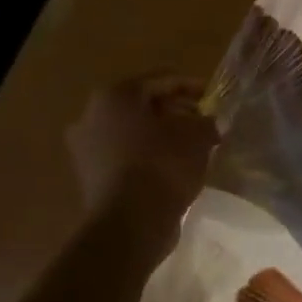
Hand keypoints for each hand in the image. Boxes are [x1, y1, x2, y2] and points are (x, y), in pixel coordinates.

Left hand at [65, 75, 217, 233]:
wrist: (130, 222)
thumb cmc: (164, 165)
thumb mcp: (199, 135)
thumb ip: (206, 120)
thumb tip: (207, 122)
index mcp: (115, 95)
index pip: (162, 79)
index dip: (193, 85)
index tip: (215, 96)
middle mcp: (92, 115)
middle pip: (144, 104)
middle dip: (176, 110)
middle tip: (204, 121)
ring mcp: (86, 147)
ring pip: (133, 130)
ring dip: (162, 133)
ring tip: (192, 145)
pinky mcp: (90, 174)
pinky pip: (126, 154)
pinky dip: (148, 153)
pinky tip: (172, 165)